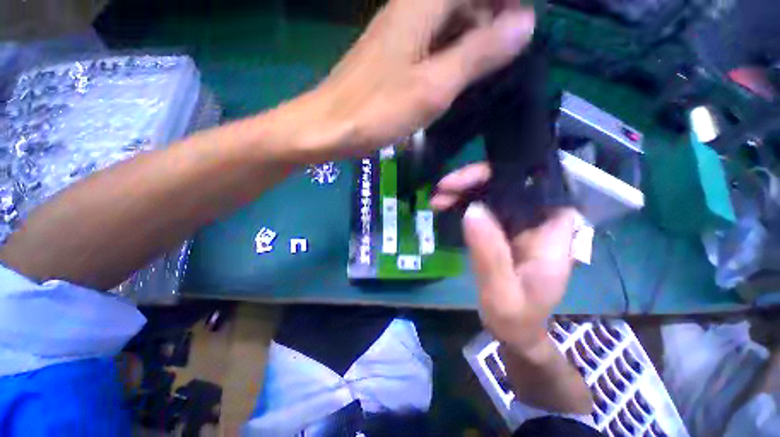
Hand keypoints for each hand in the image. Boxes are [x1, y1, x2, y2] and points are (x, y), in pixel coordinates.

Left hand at [286, 0, 534, 160]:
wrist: (331, 126)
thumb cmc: (378, 110)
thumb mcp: (435, 86)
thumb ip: (479, 53)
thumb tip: (526, 23)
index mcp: (425, 3)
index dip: (509, 3)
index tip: (528, 27)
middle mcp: (414, 7)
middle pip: (467, 0)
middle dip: (496, 20)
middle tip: (511, 57)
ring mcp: (403, 31)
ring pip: (453, 20)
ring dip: (477, 39)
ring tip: (492, 71)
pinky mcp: (396, 54)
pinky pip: (436, 41)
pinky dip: (455, 54)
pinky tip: (461, 77)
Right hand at [431, 163, 576, 351]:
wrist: (515, 330)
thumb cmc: (516, 318)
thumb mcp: (502, 294)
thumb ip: (490, 254)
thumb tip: (472, 210)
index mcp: (552, 232)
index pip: (537, 185)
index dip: (504, 173)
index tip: (469, 179)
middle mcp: (539, 219)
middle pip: (511, 183)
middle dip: (475, 180)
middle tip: (443, 188)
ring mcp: (521, 222)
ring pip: (494, 192)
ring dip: (464, 190)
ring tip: (437, 198)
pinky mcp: (504, 228)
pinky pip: (484, 206)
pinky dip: (463, 202)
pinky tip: (445, 205)